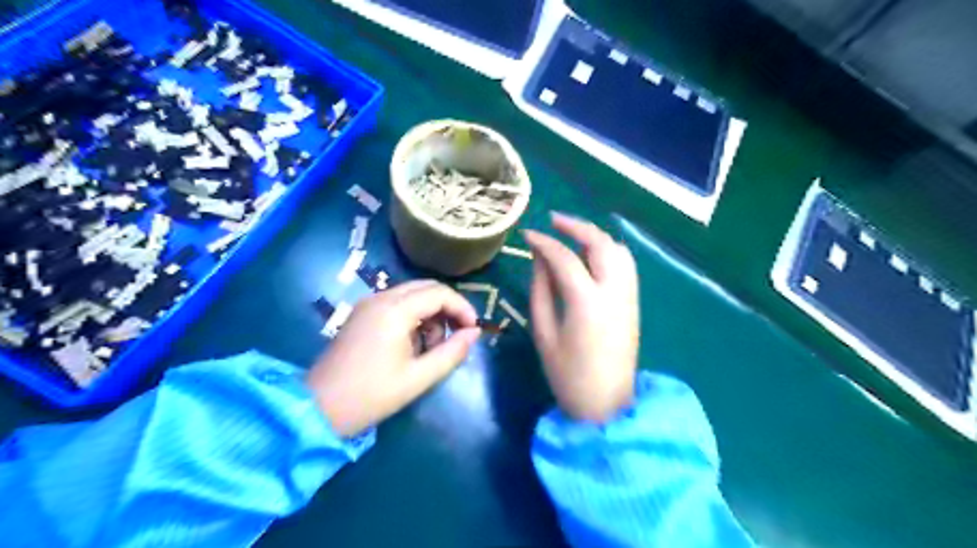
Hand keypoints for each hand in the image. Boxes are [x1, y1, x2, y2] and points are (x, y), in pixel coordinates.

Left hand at [307, 281, 481, 438]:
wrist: (318, 408)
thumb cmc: (371, 396)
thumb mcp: (419, 378)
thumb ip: (452, 352)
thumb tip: (474, 333)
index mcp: (394, 311)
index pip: (440, 293)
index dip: (463, 308)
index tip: (473, 330)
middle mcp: (381, 298)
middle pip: (427, 287)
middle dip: (448, 307)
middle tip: (459, 334)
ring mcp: (368, 303)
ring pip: (413, 293)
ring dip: (432, 311)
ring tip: (433, 345)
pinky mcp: (362, 313)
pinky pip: (398, 302)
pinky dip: (415, 314)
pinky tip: (414, 341)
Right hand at [527, 213, 642, 420]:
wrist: (606, 405)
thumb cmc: (567, 374)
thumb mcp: (544, 332)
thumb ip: (540, 290)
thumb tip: (539, 258)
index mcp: (587, 302)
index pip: (565, 258)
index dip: (544, 242)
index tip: (527, 235)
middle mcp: (614, 292)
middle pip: (601, 244)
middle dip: (576, 227)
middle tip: (553, 221)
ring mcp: (629, 296)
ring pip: (618, 251)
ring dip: (595, 236)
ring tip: (571, 235)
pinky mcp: (633, 303)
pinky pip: (625, 265)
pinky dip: (608, 251)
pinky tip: (591, 255)